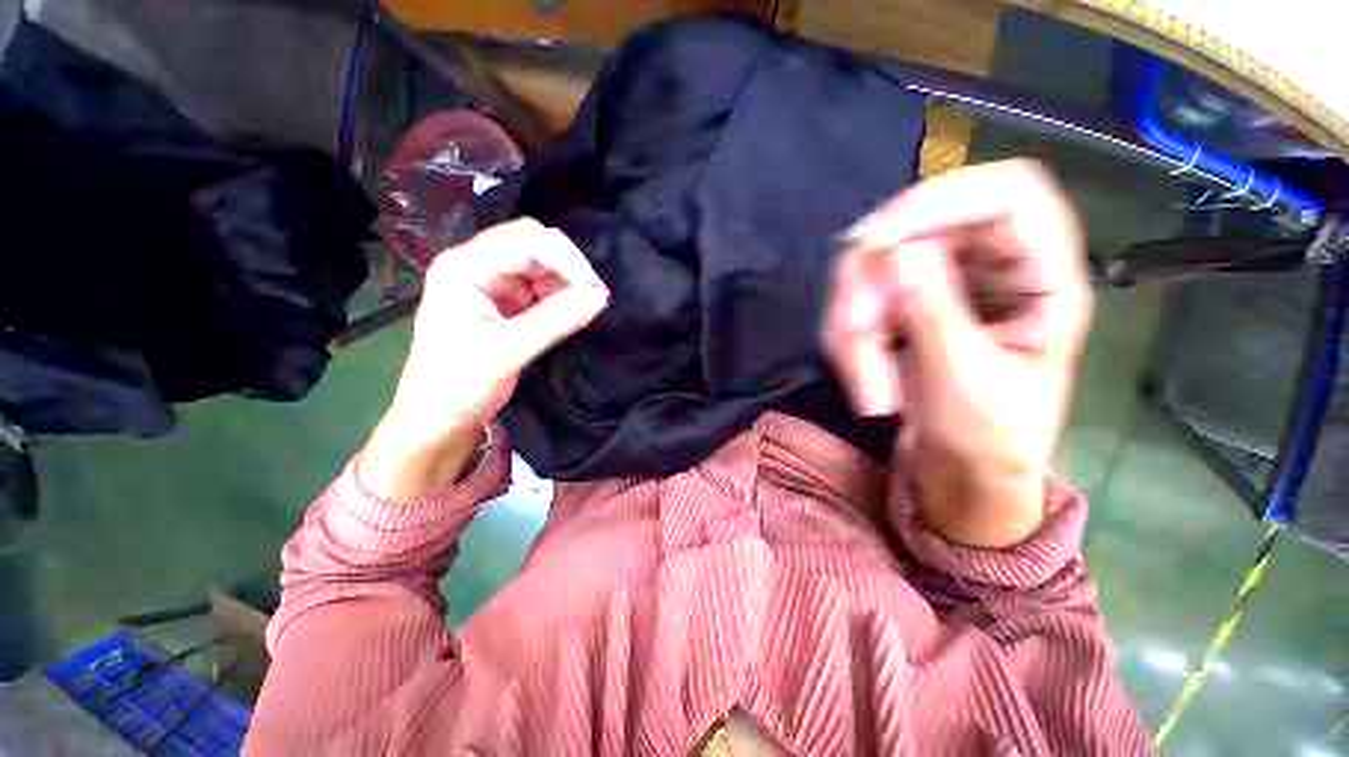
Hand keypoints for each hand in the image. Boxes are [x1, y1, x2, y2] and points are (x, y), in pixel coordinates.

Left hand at [361, 219, 609, 499]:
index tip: (593, 291)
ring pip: (542, 268)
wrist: (439, 420)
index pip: (525, 239)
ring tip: (584, 311)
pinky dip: (561, 299)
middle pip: (535, 247)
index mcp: (464, 267)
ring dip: (567, 286)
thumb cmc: (459, 385)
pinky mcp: (506, 305)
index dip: (565, 259)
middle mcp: (477, 267)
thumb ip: (555, 320)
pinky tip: (571, 316)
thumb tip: (600, 297)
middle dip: (569, 270)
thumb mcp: (508, 351)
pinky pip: (542, 290)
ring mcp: (492, 285)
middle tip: (594, 300)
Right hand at [824, 160, 1091, 546]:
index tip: (879, 241)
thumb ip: (937, 313)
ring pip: (875, 268)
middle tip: (854, 334)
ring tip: (864, 382)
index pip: (1006, 194)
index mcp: (1042, 280)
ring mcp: (943, 285)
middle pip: (919, 228)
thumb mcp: (967, 383)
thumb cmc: (989, 440)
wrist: (963, 471)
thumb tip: (901, 250)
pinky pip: (861, 300)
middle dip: (872, 283)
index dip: (942, 200)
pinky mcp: (907, 305)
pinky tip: (860, 373)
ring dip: (853, 321)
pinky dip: (848, 335)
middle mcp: (991, 268)